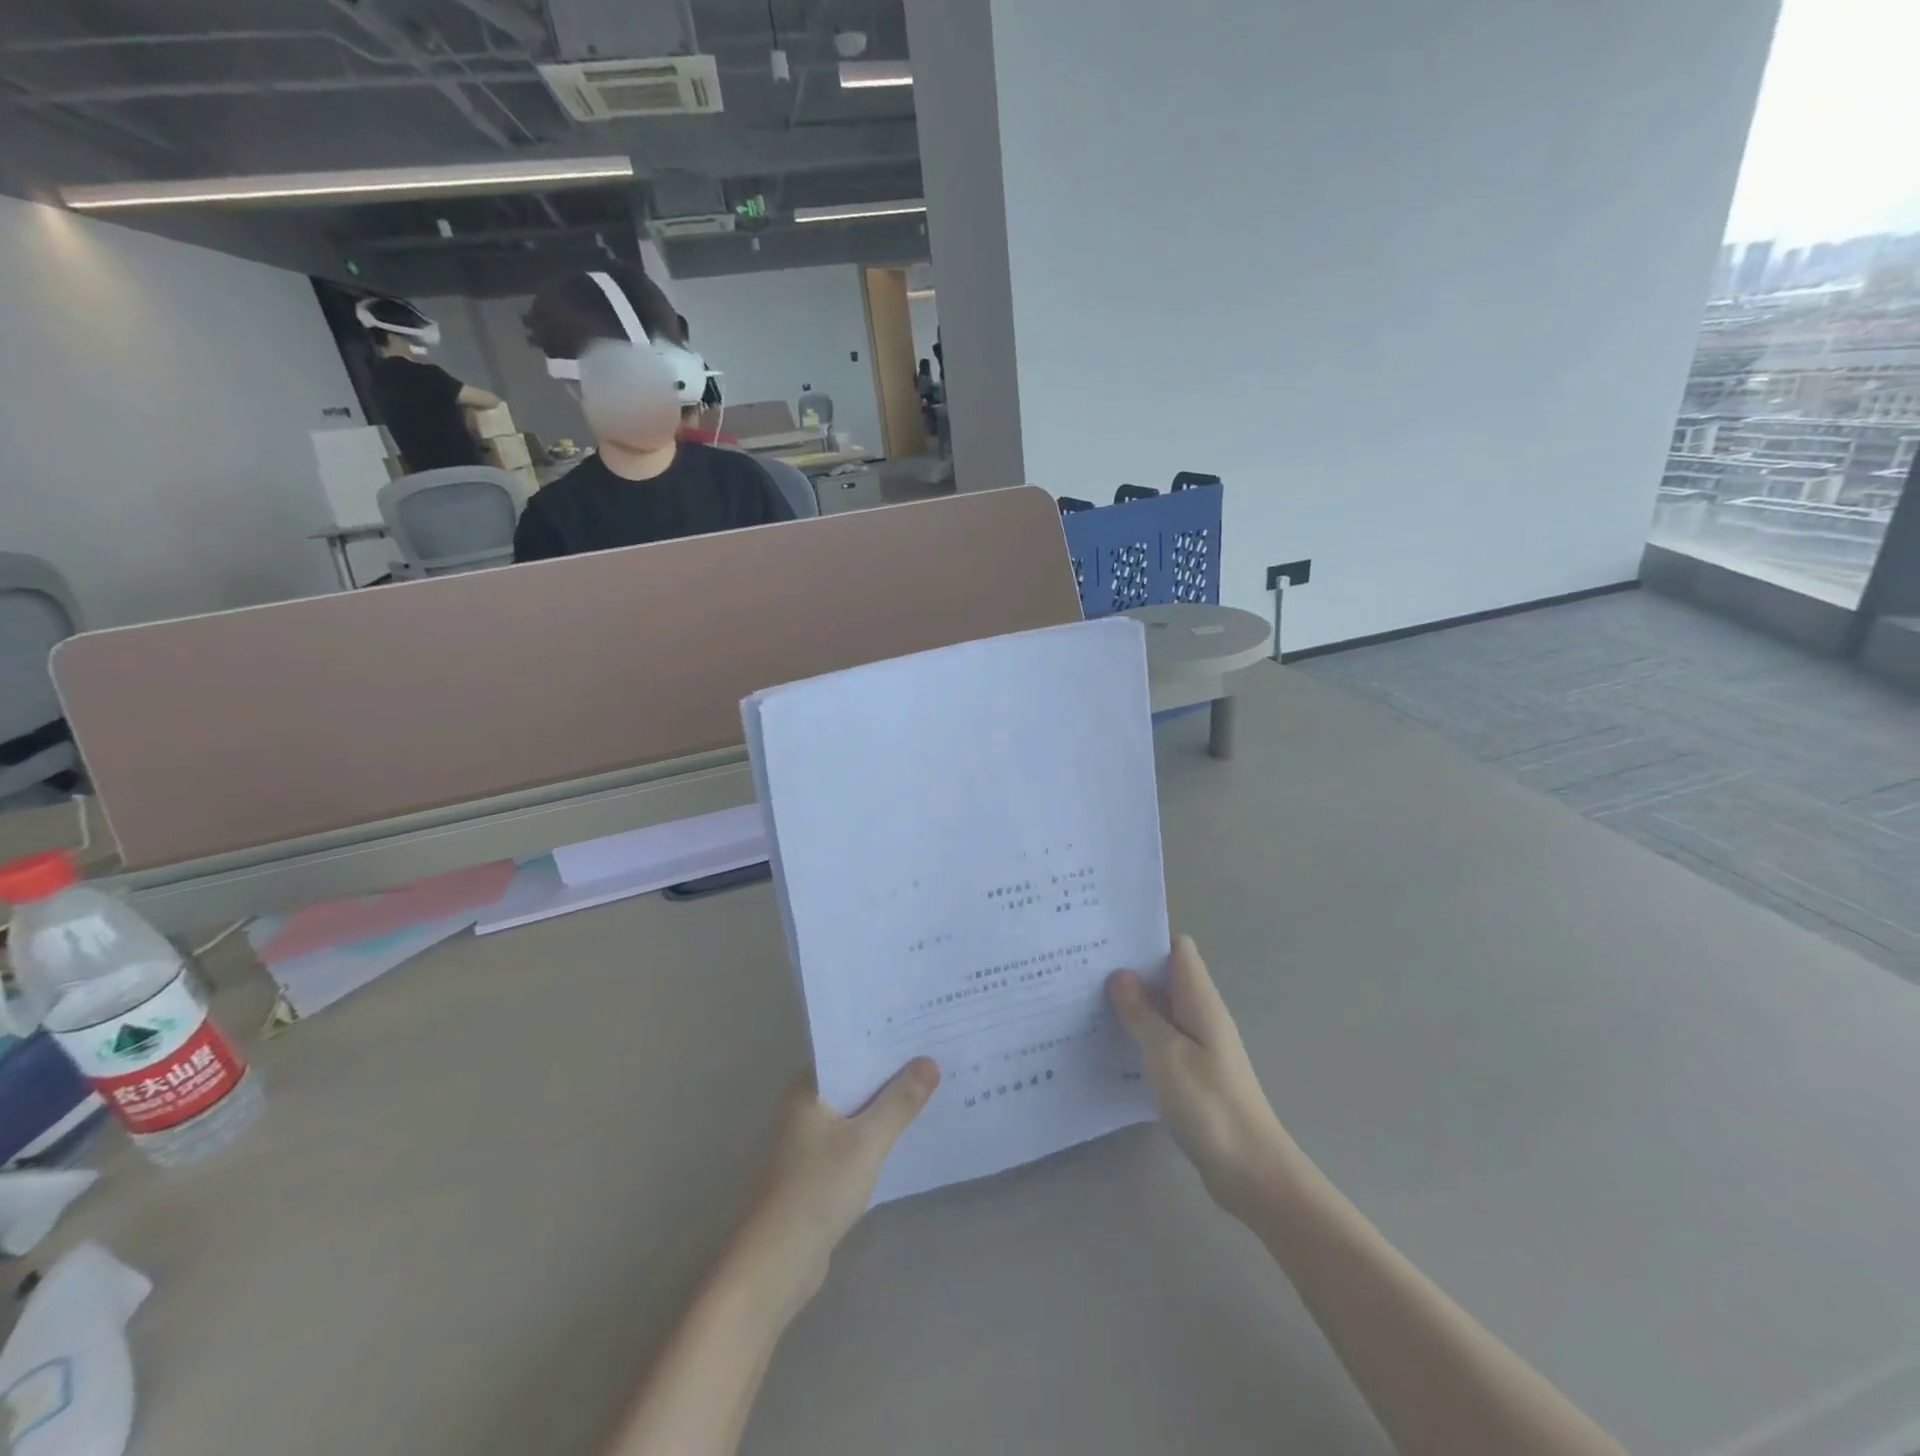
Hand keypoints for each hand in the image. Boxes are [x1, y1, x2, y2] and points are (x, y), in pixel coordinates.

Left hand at [731, 1059, 939, 1315]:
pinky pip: (855, 1139)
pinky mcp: (817, 1172)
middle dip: (892, 1073)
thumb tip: (930, 1061)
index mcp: (807, 1089)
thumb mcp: (866, 1142)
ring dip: (887, 1105)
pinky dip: (878, 1135)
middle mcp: (804, 1107)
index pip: (850, 1051)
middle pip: (855, 1080)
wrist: (775, 1265)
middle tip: (936, 1054)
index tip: (921, 1030)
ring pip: (857, 1112)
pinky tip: (908, 1134)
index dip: (885, 1041)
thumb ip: (900, 1101)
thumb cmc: (816, 1190)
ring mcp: (809, 1141)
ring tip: (932, 1088)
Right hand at [1108, 935, 1292, 1220]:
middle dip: (1130, 969)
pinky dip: (1139, 1033)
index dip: (1147, 937)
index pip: (1178, 948)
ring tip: (1086, 1000)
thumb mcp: (1166, 1053)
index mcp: (1200, 1000)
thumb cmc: (1209, 1104)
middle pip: (1166, 976)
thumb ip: (1142, 1012)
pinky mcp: (1194, 1072)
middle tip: (1083, 967)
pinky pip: (1162, 1038)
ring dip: (1131, 1003)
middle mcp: (1202, 1015)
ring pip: (1162, 1008)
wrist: (1252, 1171)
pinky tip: (1110, 1043)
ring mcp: (1200, 1045)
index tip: (1108, 937)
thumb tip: (1121, 974)